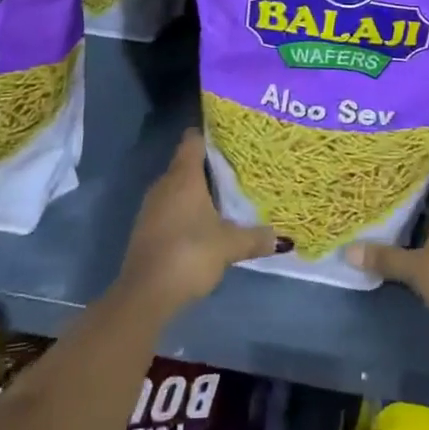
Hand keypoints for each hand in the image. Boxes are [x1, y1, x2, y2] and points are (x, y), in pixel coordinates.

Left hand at [116, 130, 277, 322]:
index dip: (210, 134)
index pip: (193, 139)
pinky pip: (171, 207)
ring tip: (227, 195)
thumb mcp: (229, 245)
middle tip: (239, 168)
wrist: (145, 294)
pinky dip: (187, 209)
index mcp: (183, 176)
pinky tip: (205, 223)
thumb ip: (256, 238)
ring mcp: (152, 206)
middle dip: (210, 165)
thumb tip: (283, 238)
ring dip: (198, 190)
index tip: (231, 137)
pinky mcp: (147, 228)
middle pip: (187, 162)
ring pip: (178, 187)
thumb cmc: (189, 254)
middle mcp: (164, 184)